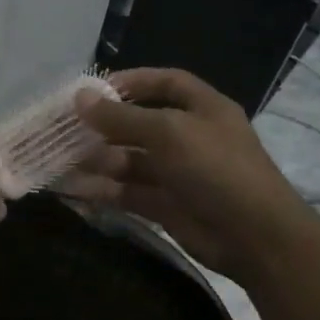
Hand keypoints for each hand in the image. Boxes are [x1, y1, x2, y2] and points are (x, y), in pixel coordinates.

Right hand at [71, 67, 308, 281]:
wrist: (256, 238)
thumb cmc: (216, 169)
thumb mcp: (168, 132)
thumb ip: (122, 117)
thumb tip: (79, 98)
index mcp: (203, 109)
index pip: (166, 82)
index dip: (132, 81)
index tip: (94, 89)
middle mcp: (190, 137)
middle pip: (140, 123)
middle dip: (104, 125)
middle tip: (65, 127)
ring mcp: (178, 173)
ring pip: (130, 160)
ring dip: (98, 159)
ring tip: (62, 159)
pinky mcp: (166, 205)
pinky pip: (128, 192)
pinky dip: (102, 190)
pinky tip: (73, 188)